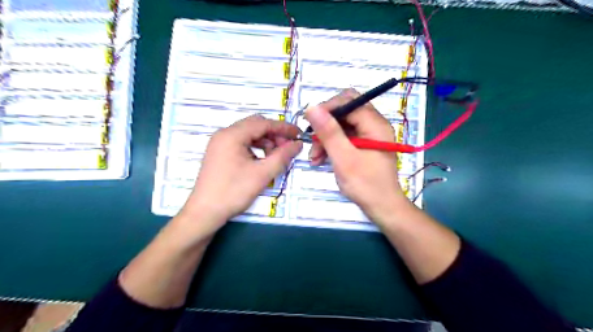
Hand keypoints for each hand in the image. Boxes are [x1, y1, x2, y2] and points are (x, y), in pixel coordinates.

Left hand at [179, 115, 301, 234]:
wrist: (205, 212)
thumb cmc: (234, 192)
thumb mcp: (262, 174)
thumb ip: (282, 156)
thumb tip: (298, 144)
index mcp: (232, 135)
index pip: (263, 123)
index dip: (283, 128)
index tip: (299, 135)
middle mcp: (224, 134)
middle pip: (255, 126)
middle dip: (274, 134)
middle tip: (288, 147)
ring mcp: (220, 143)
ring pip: (248, 134)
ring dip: (265, 141)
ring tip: (275, 157)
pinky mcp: (219, 153)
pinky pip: (241, 143)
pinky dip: (255, 148)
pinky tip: (261, 161)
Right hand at [306, 90, 412, 223]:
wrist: (382, 207)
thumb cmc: (365, 185)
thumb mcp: (344, 158)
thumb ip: (329, 132)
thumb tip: (312, 107)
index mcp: (375, 124)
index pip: (349, 101)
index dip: (327, 108)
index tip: (309, 124)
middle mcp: (374, 125)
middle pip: (345, 111)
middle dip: (325, 124)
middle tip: (311, 140)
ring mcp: (369, 135)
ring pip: (341, 125)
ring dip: (325, 137)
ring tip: (314, 157)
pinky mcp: (363, 145)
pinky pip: (344, 137)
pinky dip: (331, 145)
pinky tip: (320, 158)